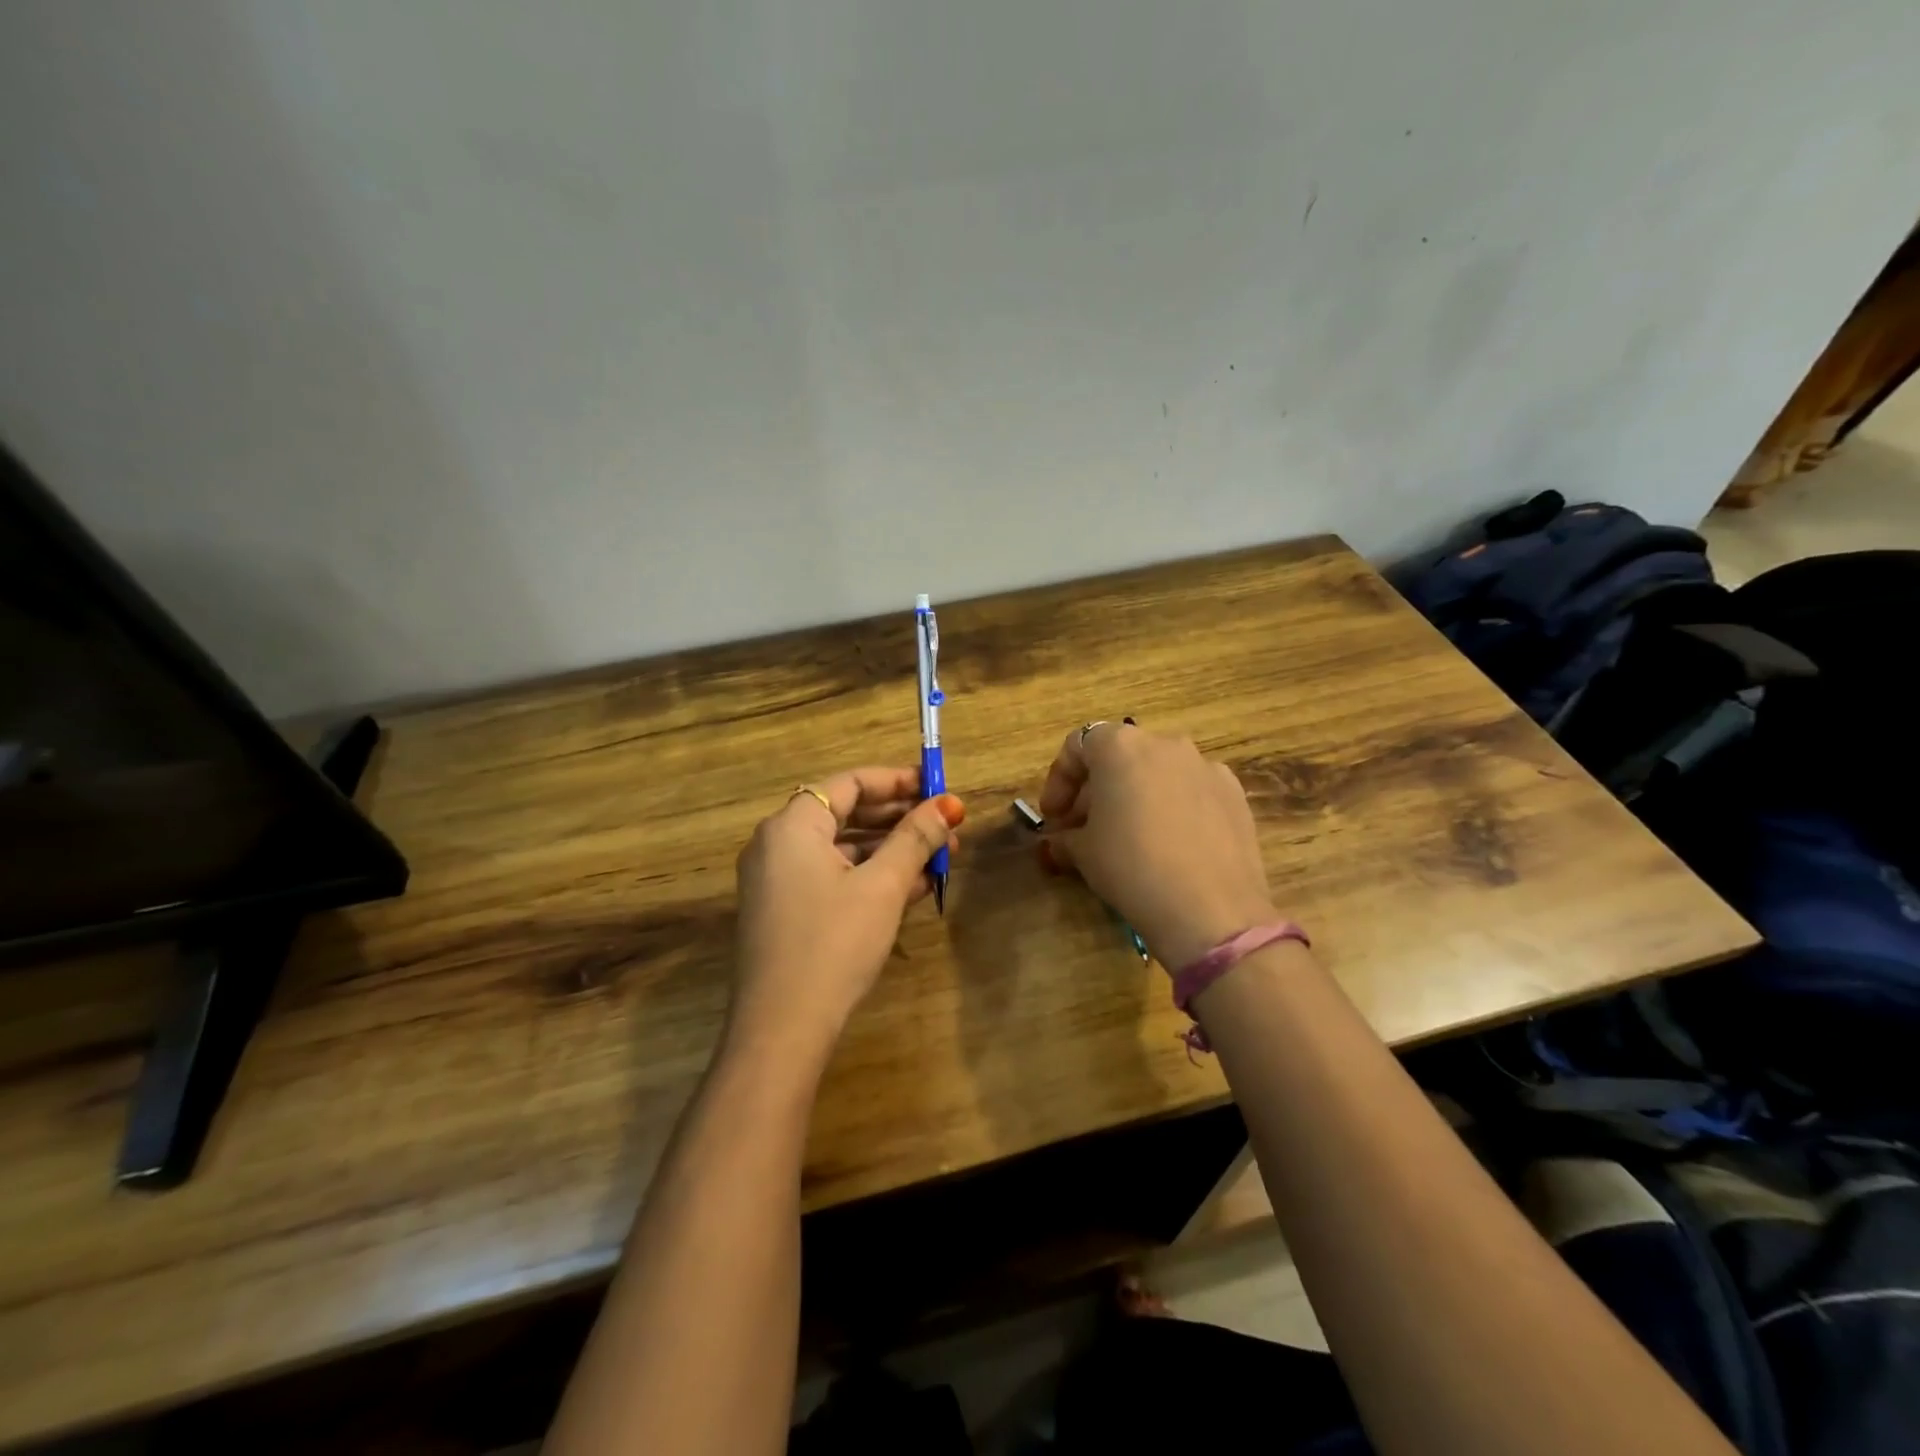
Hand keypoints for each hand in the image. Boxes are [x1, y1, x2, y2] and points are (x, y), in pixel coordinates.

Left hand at [729, 766, 963, 1062]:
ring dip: (890, 851)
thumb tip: (949, 805)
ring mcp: (777, 881)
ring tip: (939, 860)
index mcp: (793, 826)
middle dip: (899, 819)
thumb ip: (915, 839)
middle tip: (945, 827)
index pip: (849, 783)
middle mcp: (777, 845)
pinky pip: (832, 878)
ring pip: (842, 849)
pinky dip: (869, 877)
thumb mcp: (883, 886)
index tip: (938, 787)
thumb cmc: (834, 943)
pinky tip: (912, 889)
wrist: (782, 1029)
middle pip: (845, 814)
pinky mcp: (785, 912)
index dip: (897, 781)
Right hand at [1039, 723, 1275, 970]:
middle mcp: (1165, 744)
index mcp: (1121, 746)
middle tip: (1083, 831)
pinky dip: (1171, 808)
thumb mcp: (1083, 853)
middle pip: (1119, 756)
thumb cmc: (1132, 867)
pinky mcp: (1233, 794)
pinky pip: (1190, 791)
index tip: (1053, 817)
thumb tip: (1059, 842)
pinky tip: (1169, 846)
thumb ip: (1065, 837)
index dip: (1059, 780)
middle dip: (1096, 791)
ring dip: (1134, 797)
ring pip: (1157, 772)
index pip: (1078, 745)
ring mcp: (1205, 766)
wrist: (1211, 910)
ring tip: (1126, 838)